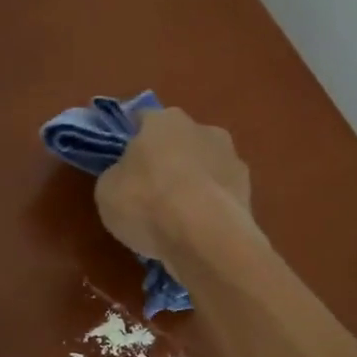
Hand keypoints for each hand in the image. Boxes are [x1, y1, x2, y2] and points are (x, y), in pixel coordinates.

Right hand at [95, 107, 253, 263]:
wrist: (205, 237)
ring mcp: (232, 158)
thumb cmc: (147, 203)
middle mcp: (203, 129)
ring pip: (205, 166)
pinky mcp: (249, 190)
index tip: (125, 160)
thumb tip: (126, 175)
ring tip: (180, 217)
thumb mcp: (108, 190)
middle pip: (180, 141)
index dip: (132, 138)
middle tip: (153, 190)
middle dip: (169, 160)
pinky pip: (221, 195)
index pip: (143, 119)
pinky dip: (212, 207)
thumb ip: (117, 175)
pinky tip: (201, 230)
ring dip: (195, 183)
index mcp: (164, 120)